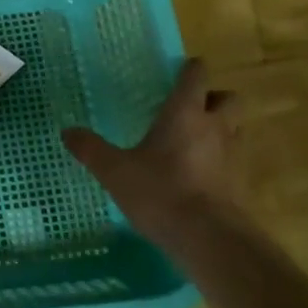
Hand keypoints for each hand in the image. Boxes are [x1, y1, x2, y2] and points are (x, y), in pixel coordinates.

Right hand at [62, 58, 242, 233]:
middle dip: (214, 98)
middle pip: (229, 98)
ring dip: (221, 127)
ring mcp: (232, 156)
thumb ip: (91, 149)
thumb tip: (67, 131)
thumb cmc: (160, 192)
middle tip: (193, 107)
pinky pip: (234, 159)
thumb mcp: (114, 170)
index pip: (196, 77)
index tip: (182, 69)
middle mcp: (215, 127)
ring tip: (196, 140)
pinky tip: (200, 174)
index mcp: (185, 114)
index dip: (191, 69)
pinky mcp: (239, 184)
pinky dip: (221, 159)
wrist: (207, 237)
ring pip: (236, 128)